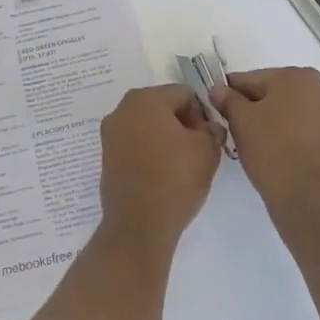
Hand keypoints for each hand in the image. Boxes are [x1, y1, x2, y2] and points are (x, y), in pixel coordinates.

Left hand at [98, 85, 223, 250]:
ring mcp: (110, 134)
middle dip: (182, 123)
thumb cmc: (175, 178)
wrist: (139, 225)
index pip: (184, 94)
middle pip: (163, 106)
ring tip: (181, 165)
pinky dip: (150, 152)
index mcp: (145, 99)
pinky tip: (162, 174)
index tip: (209, 138)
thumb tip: (208, 127)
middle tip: (197, 151)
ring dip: (166, 137)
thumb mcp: (208, 149)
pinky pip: (135, 144)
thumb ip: (212, 129)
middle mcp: (122, 110)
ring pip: (148, 126)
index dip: (202, 114)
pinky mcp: (106, 157)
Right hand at [212, 67, 319, 221]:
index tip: (217, 106)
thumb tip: (218, 89)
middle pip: (274, 92)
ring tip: (255, 143)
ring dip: (272, 120)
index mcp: (296, 75)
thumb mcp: (240, 120)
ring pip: (291, 111)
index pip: (252, 79)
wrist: (309, 194)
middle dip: (254, 106)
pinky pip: (305, 128)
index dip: (230, 93)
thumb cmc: (271, 149)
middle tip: (235, 128)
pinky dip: (290, 134)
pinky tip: (276, 151)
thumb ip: (227, 99)